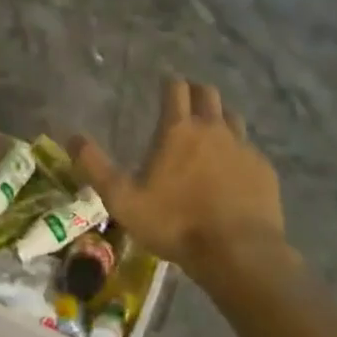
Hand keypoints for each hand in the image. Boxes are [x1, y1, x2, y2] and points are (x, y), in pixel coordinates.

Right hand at [70, 79, 285, 270]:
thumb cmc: (176, 224)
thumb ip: (96, 167)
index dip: (170, 83)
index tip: (166, 84)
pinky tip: (234, 169)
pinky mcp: (264, 170)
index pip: (176, 89)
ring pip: (233, 117)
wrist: (239, 253)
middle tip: (187, 101)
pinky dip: (239, 151)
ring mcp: (243, 148)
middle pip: (208, 94)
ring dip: (220, 117)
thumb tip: (71, 137)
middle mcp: (213, 129)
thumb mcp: (123, 200)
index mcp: (179, 130)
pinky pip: (250, 149)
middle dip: (197, 92)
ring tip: (211, 132)